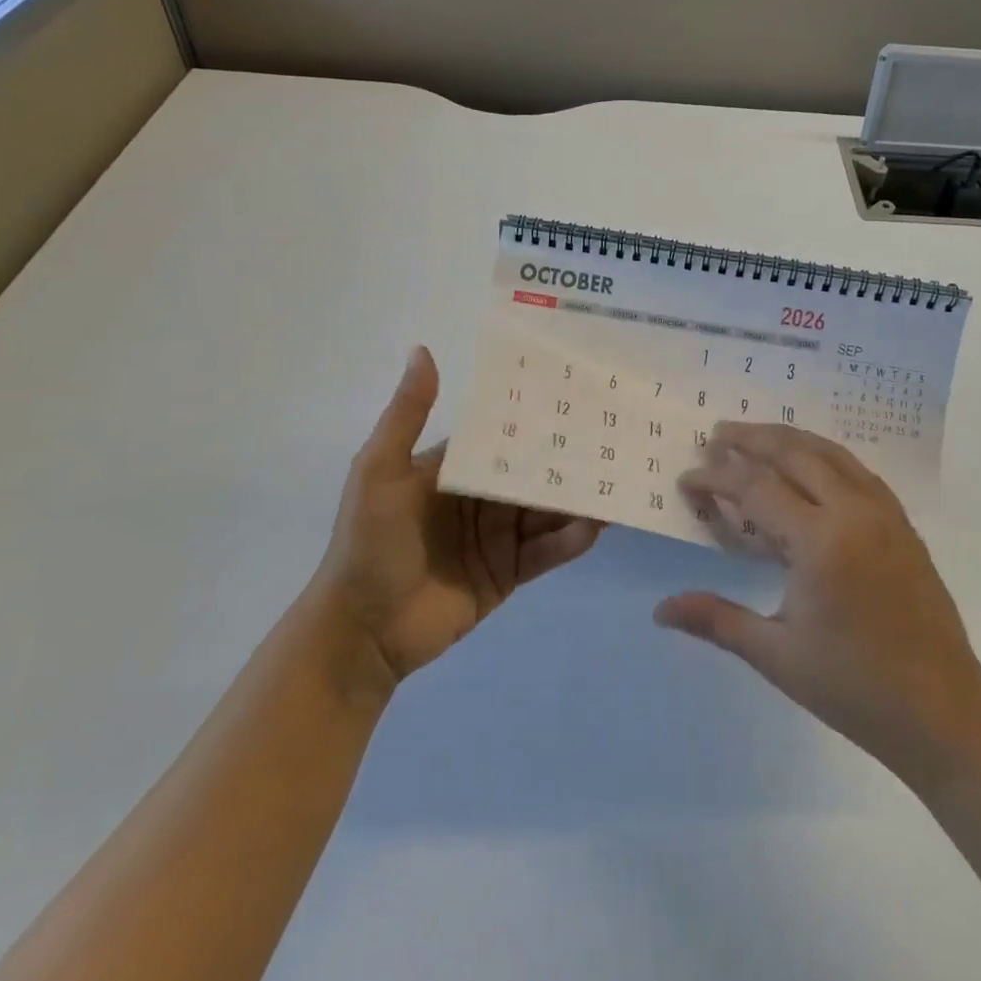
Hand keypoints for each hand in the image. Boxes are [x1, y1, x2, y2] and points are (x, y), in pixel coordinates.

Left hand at [312, 347, 603, 702]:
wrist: (363, 630)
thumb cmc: (369, 543)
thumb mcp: (379, 471)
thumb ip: (406, 415)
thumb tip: (423, 350)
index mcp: (454, 470)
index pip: (504, 438)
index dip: (537, 421)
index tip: (578, 399)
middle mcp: (481, 498)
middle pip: (533, 475)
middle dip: (569, 461)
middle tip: (615, 441)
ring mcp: (497, 537)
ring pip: (547, 512)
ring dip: (578, 500)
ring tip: (617, 483)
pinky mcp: (509, 573)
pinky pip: (546, 552)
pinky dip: (570, 540)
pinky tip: (595, 527)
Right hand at [661, 423, 980, 784]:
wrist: (943, 712)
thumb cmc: (854, 687)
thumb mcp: (777, 655)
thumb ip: (717, 619)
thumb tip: (660, 610)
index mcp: (821, 542)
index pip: (756, 488)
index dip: (717, 478)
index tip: (687, 479)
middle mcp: (854, 512)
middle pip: (795, 454)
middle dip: (751, 439)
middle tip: (716, 433)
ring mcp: (885, 514)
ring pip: (830, 454)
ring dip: (789, 439)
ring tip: (755, 436)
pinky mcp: (903, 524)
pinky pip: (857, 470)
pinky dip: (824, 456)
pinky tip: (810, 465)